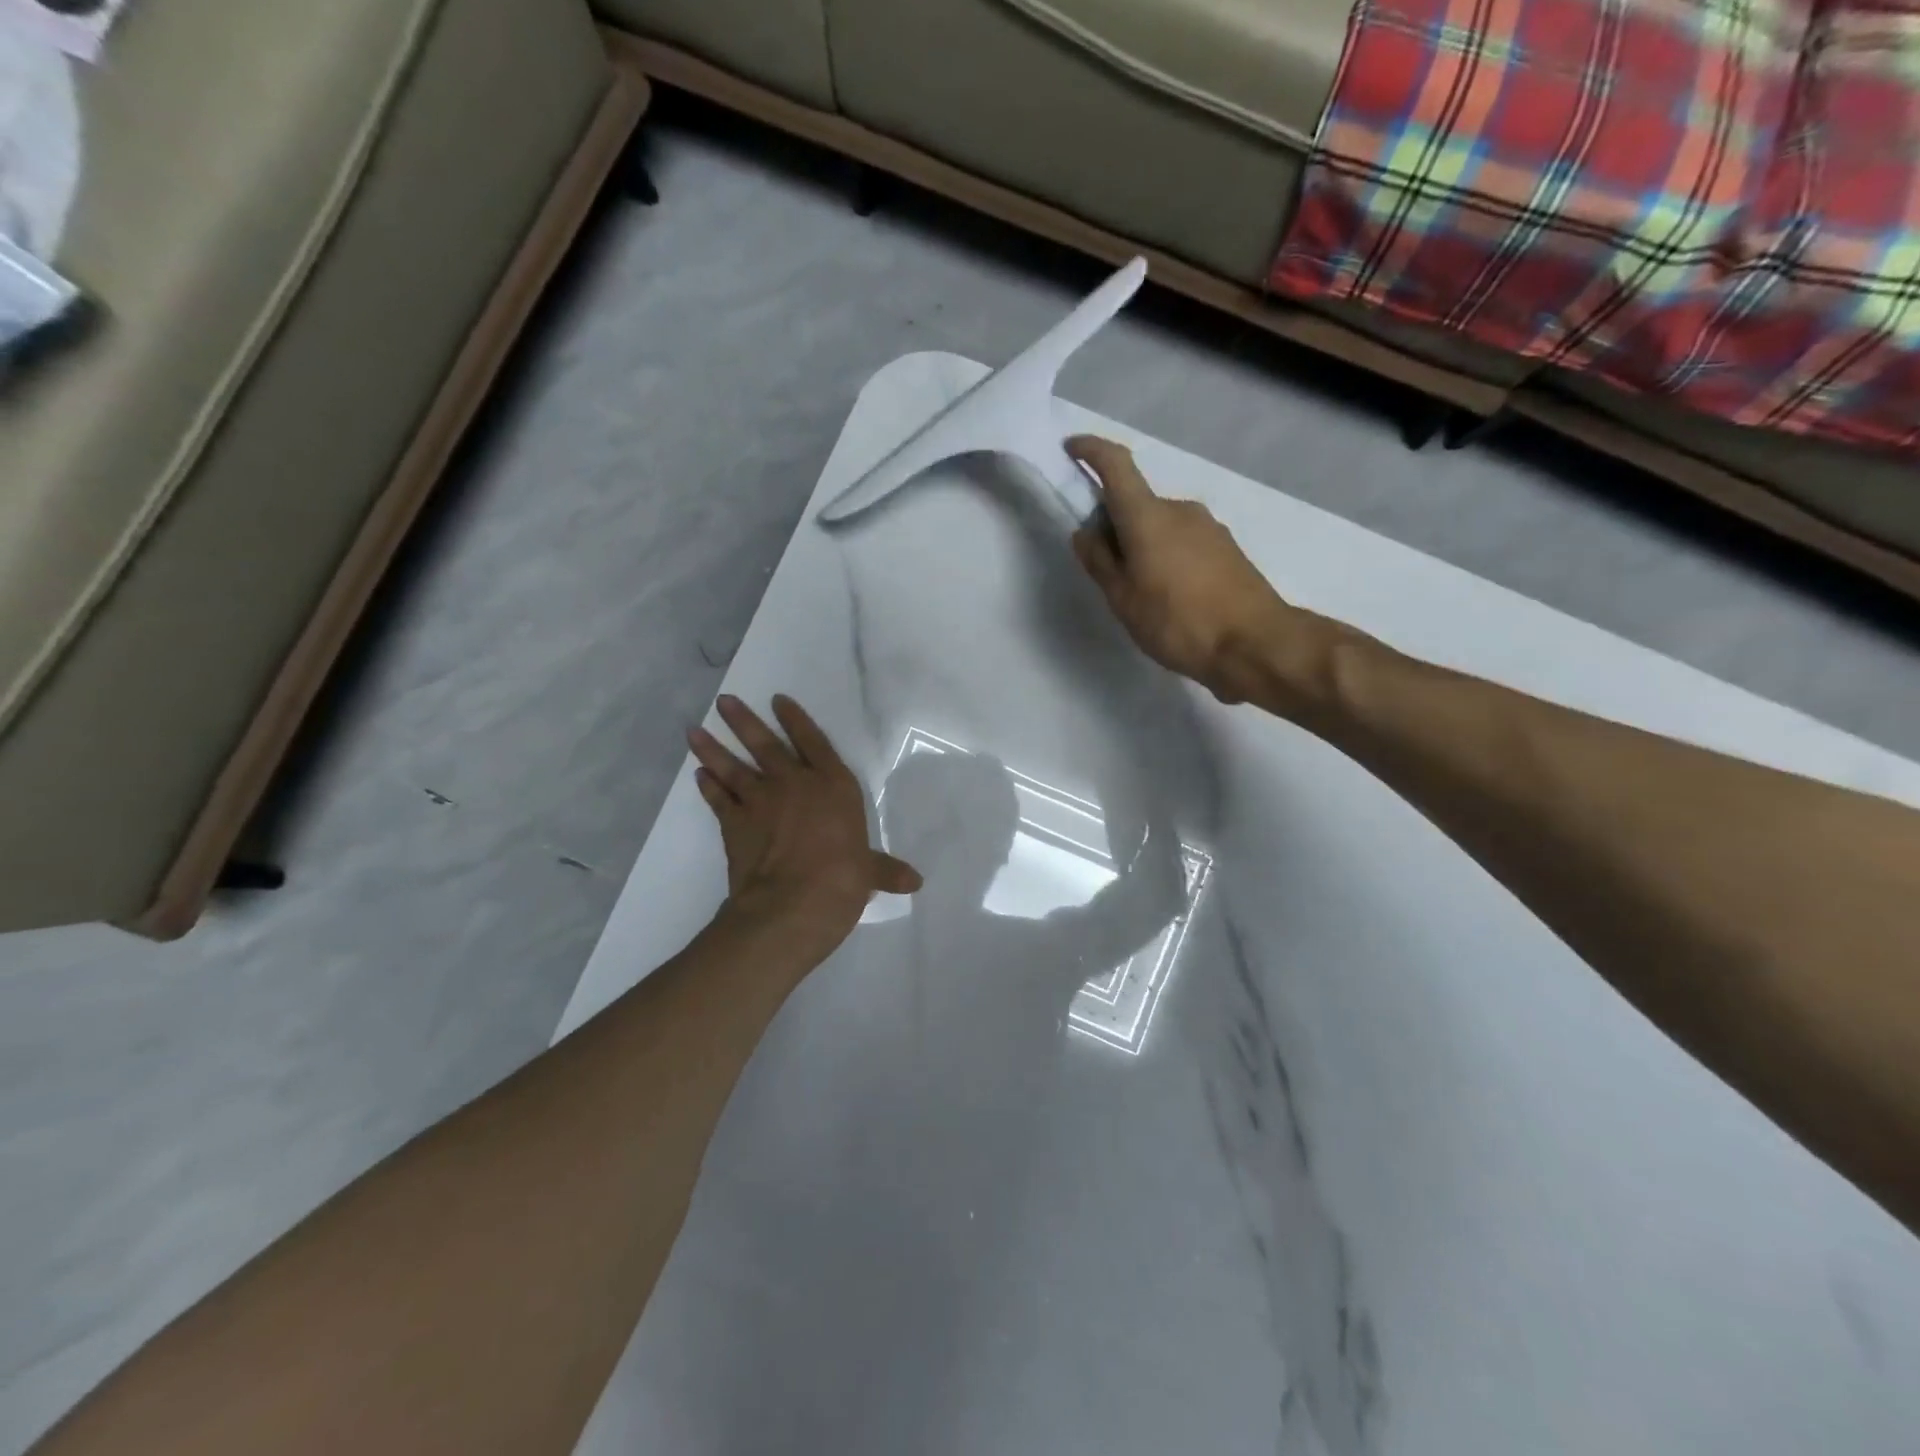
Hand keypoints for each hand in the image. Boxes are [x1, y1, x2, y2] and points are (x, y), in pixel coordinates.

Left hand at [689, 695, 921, 957]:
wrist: (792, 904)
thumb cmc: (842, 880)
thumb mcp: (869, 873)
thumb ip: (885, 870)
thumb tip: (915, 882)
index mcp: (833, 786)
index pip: (814, 742)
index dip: (796, 720)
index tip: (777, 700)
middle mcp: (794, 784)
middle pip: (766, 745)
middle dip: (744, 721)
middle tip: (724, 701)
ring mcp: (760, 801)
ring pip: (733, 767)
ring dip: (713, 748)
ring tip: (694, 730)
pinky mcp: (734, 824)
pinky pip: (718, 799)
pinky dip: (708, 786)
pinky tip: (699, 775)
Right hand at [1068, 436, 1293, 702]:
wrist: (1254, 644)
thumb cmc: (1178, 621)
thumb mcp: (1123, 598)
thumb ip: (1100, 562)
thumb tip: (1085, 532)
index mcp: (1148, 516)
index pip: (1116, 465)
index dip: (1091, 451)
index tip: (1071, 449)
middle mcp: (1180, 510)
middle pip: (1137, 504)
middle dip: (1115, 525)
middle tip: (1104, 568)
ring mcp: (1208, 528)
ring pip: (1161, 527)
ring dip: (1143, 546)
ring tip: (1140, 594)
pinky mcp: (1227, 549)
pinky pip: (1183, 543)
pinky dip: (1167, 559)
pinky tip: (1170, 599)